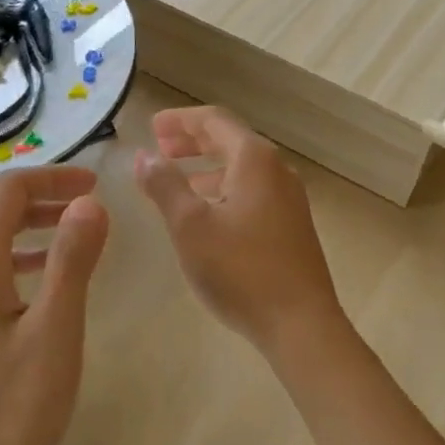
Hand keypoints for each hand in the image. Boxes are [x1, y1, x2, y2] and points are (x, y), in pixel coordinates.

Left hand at [0, 166, 109, 444]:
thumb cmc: (8, 406)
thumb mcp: (54, 330)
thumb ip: (72, 260)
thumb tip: (90, 202)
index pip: (8, 190)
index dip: (52, 177)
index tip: (95, 183)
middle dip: (41, 193)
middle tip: (88, 199)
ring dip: (30, 222)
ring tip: (74, 230)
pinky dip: (18, 253)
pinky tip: (45, 275)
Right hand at [134, 107, 343, 353]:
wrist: (300, 324)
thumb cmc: (240, 269)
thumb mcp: (190, 225)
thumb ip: (165, 185)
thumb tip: (144, 155)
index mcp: (254, 160)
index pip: (215, 120)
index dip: (180, 120)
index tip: (151, 126)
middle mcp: (277, 171)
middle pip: (230, 141)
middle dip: (193, 141)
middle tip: (160, 147)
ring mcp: (289, 199)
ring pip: (242, 168)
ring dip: (207, 167)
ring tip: (177, 179)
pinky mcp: (291, 225)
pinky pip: (252, 191)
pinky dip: (224, 188)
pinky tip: (208, 212)